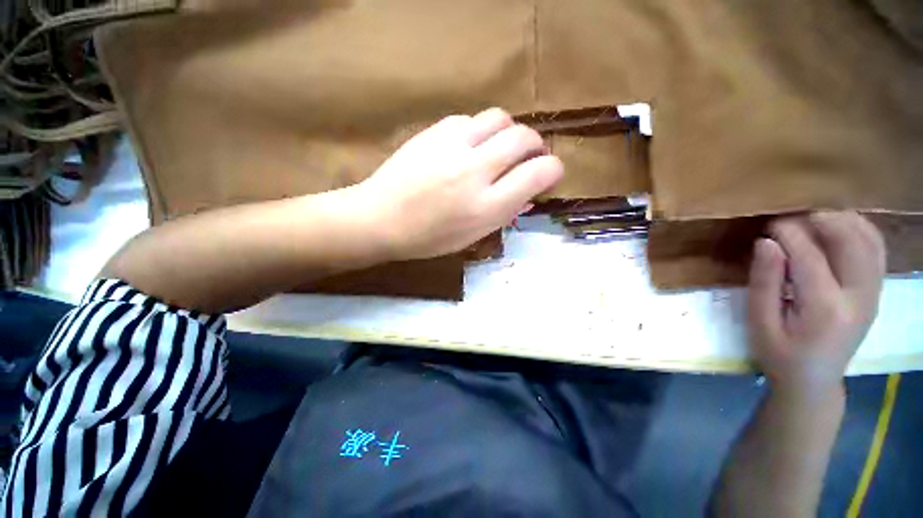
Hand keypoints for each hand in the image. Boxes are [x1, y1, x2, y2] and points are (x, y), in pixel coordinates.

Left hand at [352, 108, 562, 260]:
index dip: (553, 170)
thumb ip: (504, 211)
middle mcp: (475, 172)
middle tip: (528, 157)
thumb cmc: (428, 238)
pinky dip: (479, 131)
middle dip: (535, 146)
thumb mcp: (473, 236)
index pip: (540, 173)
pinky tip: (468, 146)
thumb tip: (527, 191)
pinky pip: (470, 119)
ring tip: (499, 148)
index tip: (548, 173)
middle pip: (524, 137)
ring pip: (500, 118)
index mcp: (487, 207)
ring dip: (508, 132)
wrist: (380, 219)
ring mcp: (452, 146)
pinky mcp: (434, 131)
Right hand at [748, 211, 885, 395]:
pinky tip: (840, 227)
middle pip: (851, 242)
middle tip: (792, 215)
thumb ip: (763, 282)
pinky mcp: (875, 292)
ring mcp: (873, 295)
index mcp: (825, 310)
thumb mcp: (760, 323)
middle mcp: (858, 298)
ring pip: (870, 241)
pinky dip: (861, 231)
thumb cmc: (779, 353)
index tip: (769, 223)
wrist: (813, 380)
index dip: (789, 233)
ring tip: (815, 216)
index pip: (810, 257)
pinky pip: (876, 251)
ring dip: (844, 221)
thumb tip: (766, 243)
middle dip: (821, 219)